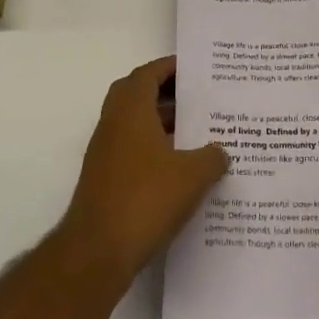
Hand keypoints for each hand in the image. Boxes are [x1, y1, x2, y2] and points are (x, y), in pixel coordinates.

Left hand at [61, 56, 229, 280]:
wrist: (97, 251)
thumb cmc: (146, 199)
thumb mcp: (192, 176)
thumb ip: (211, 157)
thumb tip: (221, 151)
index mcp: (130, 111)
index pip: (147, 74)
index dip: (169, 68)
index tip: (194, 69)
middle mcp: (113, 125)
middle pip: (136, 95)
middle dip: (164, 93)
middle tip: (196, 98)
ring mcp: (105, 154)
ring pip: (134, 125)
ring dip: (161, 124)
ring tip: (198, 133)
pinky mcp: (106, 180)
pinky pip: (132, 151)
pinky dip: (154, 150)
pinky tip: (181, 169)